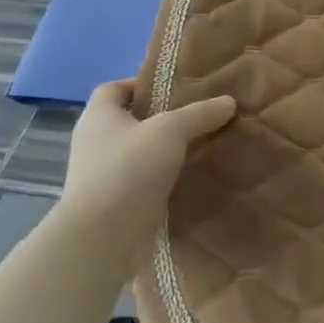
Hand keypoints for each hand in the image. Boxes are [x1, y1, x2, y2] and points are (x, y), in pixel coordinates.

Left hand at [58, 80, 235, 258]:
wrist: (103, 237)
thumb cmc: (129, 168)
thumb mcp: (171, 130)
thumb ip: (199, 114)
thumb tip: (228, 101)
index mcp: (98, 117)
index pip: (113, 89)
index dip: (140, 85)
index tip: (174, 89)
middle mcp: (95, 144)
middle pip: (129, 122)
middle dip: (161, 120)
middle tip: (198, 117)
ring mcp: (102, 178)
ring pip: (139, 155)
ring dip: (165, 153)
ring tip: (201, 148)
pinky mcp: (114, 206)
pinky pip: (143, 184)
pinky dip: (164, 181)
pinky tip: (191, 180)